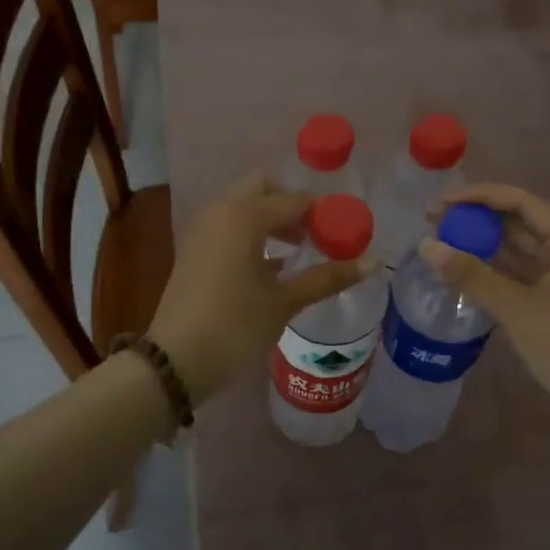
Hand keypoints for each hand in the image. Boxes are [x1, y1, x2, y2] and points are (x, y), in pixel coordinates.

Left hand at [148, 173, 375, 404]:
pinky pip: (228, 225)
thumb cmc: (235, 325)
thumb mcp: (285, 302)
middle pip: (263, 188)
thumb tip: (373, 264)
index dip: (324, 213)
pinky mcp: (194, 249)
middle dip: (291, 205)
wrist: (176, 361)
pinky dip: (251, 232)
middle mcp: (221, 211)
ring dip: (270, 218)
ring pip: (243, 205)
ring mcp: (202, 229)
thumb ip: (327, 277)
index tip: (345, 232)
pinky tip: (269, 266)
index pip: (295, 200)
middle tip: (315, 234)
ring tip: (297, 251)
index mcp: (245, 215)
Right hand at [421, 185, 549, 438]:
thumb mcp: (516, 306)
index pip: (520, 202)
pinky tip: (459, 275)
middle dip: (476, 220)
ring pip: (513, 252)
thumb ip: (471, 275)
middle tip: (433, 222)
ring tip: (440, 244)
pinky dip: (487, 273)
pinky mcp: (547, 305)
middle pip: (515, 223)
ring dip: (479, 246)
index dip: (479, 197)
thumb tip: (425, 246)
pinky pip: (512, 278)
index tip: (441, 203)